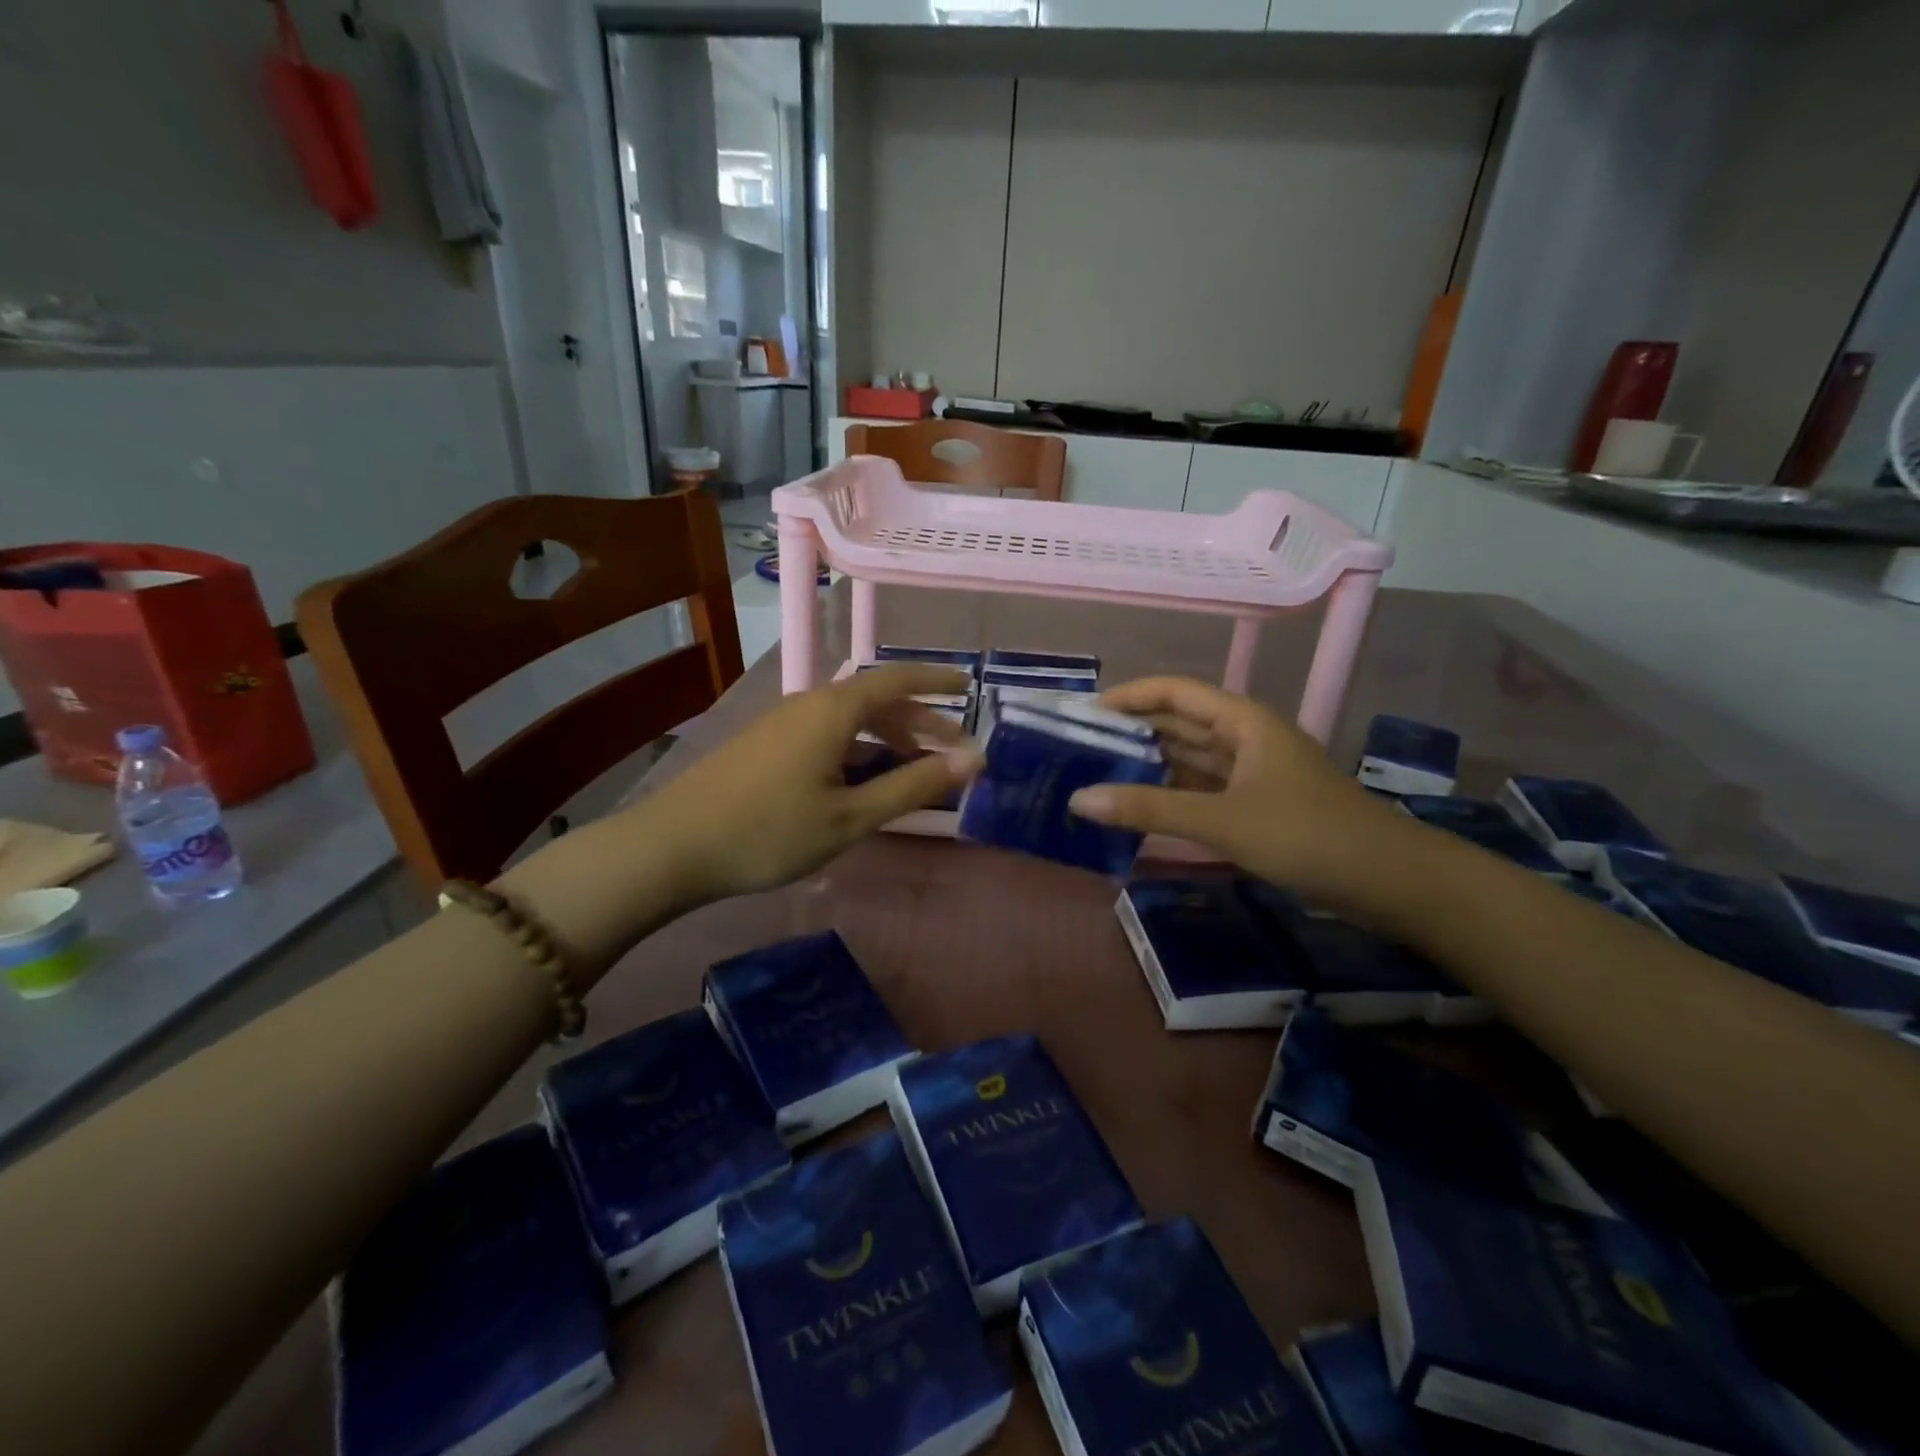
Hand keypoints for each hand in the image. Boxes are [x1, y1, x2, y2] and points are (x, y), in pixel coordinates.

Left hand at [642, 665, 983, 903]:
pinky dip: (858, 749)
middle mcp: (809, 704)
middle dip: (919, 720)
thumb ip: (912, 786)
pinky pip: (827, 734)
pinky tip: (862, 781)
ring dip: (888, 738)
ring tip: (914, 769)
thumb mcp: (850, 816)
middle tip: (954, 749)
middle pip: (876, 700)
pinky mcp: (766, 745)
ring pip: (850, 719)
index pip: (897, 679)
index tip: (970, 689)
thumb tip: (971, 760)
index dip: (937, 681)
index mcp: (833, 710)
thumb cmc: (770, 831)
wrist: (672, 846)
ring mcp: (783, 724)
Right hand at [1067, 676, 1408, 902]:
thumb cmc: (1307, 834)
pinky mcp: (1257, 807)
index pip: (1174, 692)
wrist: (1390, 881)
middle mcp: (1245, 739)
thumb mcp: (1223, 820)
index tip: (1083, 714)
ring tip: (1097, 776)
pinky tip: (1139, 810)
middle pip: (1179, 724)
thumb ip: (1150, 809)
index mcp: (1242, 721)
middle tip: (1079, 749)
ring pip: (1190, 760)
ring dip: (1149, 766)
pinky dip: (1171, 797)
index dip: (1129, 696)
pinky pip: (1202, 792)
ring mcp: (1252, 774)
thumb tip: (1079, 800)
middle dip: (1132, 733)